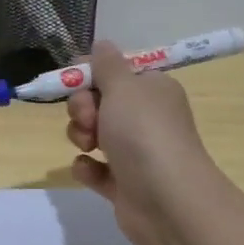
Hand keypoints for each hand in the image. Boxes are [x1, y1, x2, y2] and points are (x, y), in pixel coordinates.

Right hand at [67, 40, 219, 244]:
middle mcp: (145, 118)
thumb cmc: (145, 133)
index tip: (76, 82)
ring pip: (92, 134)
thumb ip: (106, 64)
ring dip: (81, 136)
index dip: (91, 76)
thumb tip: (102, 44)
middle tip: (88, 119)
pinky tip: (90, 170)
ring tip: (90, 147)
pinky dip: (87, 168)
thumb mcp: (123, 87)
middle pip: (98, 102)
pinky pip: (94, 169)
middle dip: (82, 108)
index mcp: (152, 90)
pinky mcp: (124, 184)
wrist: (167, 200)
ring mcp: (135, 152)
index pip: (115, 72)